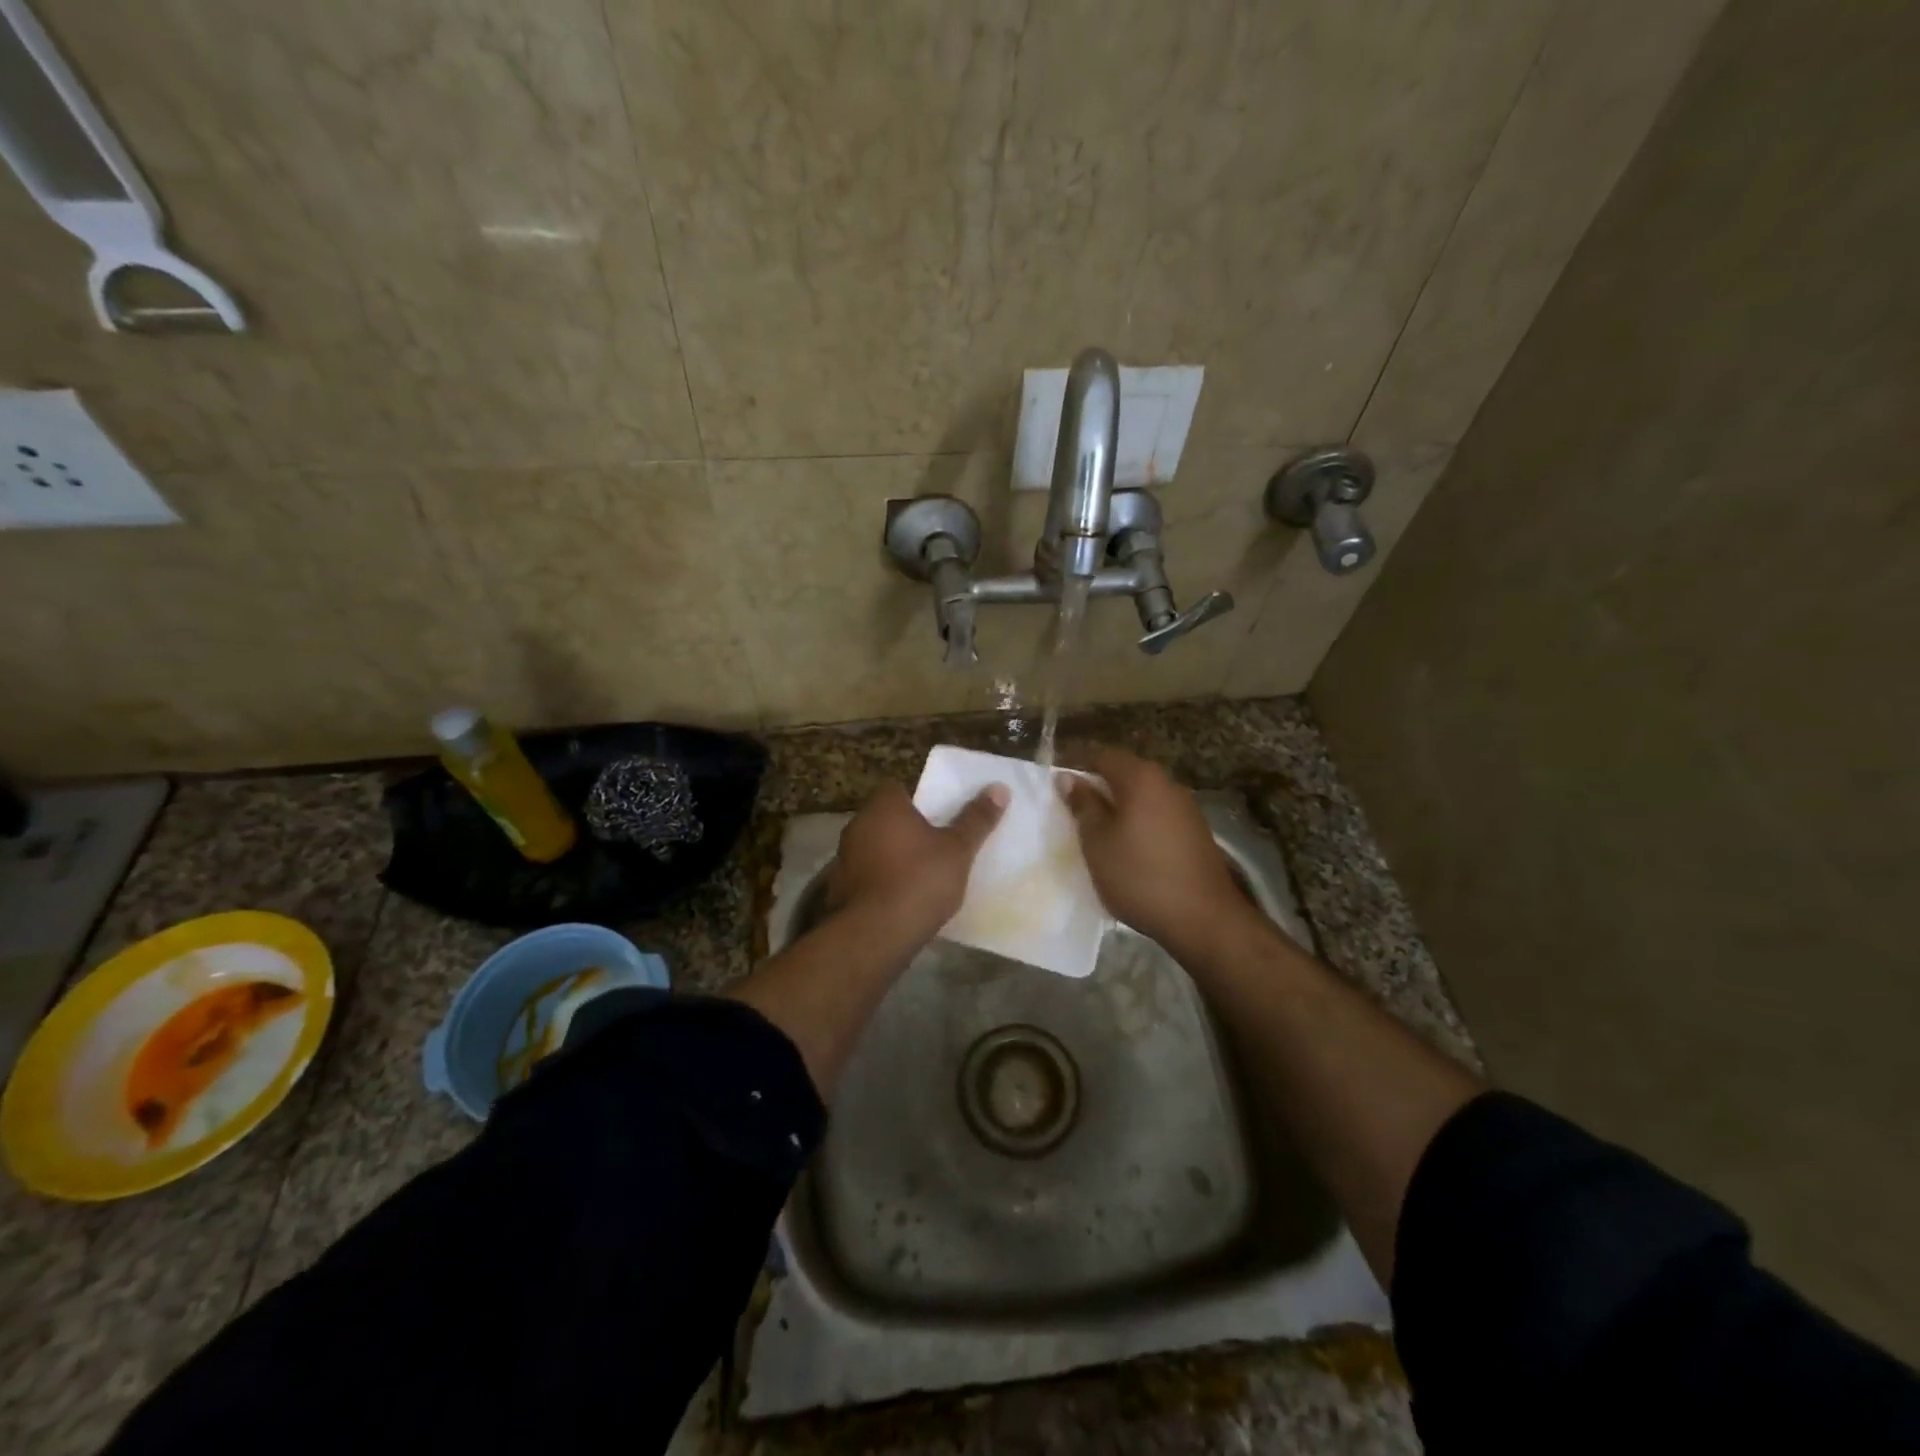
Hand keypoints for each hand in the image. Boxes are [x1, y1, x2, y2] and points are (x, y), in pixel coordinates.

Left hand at [826, 782, 1008, 942]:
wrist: (875, 934)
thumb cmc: (920, 880)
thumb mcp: (958, 849)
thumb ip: (976, 819)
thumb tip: (999, 787)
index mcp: (883, 807)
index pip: (896, 788)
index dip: (917, 799)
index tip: (938, 815)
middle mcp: (857, 825)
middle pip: (884, 818)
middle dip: (905, 829)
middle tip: (935, 844)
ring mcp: (843, 858)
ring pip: (873, 848)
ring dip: (891, 857)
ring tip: (920, 874)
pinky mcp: (839, 889)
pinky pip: (866, 876)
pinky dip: (880, 882)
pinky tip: (900, 899)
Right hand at [1057, 745, 1251, 956]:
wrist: (1204, 918)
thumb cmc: (1139, 876)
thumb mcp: (1098, 842)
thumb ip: (1083, 805)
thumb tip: (1068, 777)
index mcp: (1141, 778)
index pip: (1102, 755)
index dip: (1076, 764)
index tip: (1056, 784)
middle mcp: (1167, 783)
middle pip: (1126, 773)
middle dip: (1098, 785)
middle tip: (1073, 808)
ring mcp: (1186, 807)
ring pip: (1143, 795)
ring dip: (1119, 805)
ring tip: (1097, 829)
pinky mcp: (1196, 832)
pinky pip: (1158, 814)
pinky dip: (1138, 822)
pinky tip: (1128, 846)